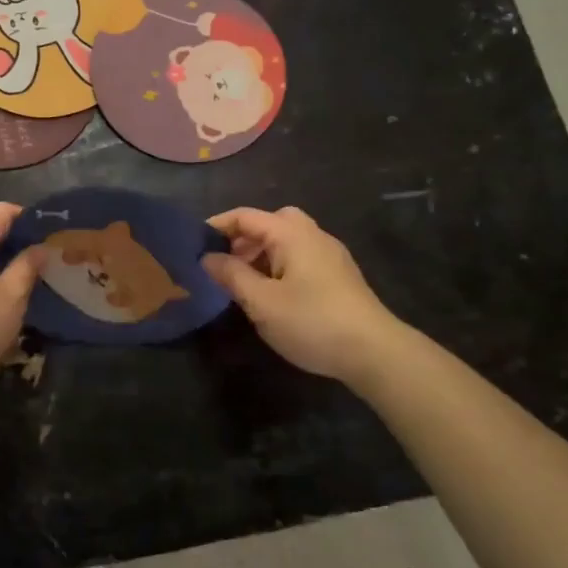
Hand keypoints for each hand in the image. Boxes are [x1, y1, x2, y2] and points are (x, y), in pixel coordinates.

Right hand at [202, 207, 406, 385]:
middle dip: (243, 238)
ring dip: (262, 253)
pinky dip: (280, 264)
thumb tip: (207, 257)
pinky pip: (301, 256)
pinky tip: (274, 294)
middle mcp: (312, 234)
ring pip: (288, 240)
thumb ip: (232, 276)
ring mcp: (330, 254)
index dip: (217, 226)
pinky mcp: (340, 275)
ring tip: (244, 283)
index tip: (193, 244)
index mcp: (291, 233)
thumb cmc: (312, 321)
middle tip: (223, 263)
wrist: (374, 351)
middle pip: (270, 222)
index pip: (245, 216)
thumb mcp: (261, 302)